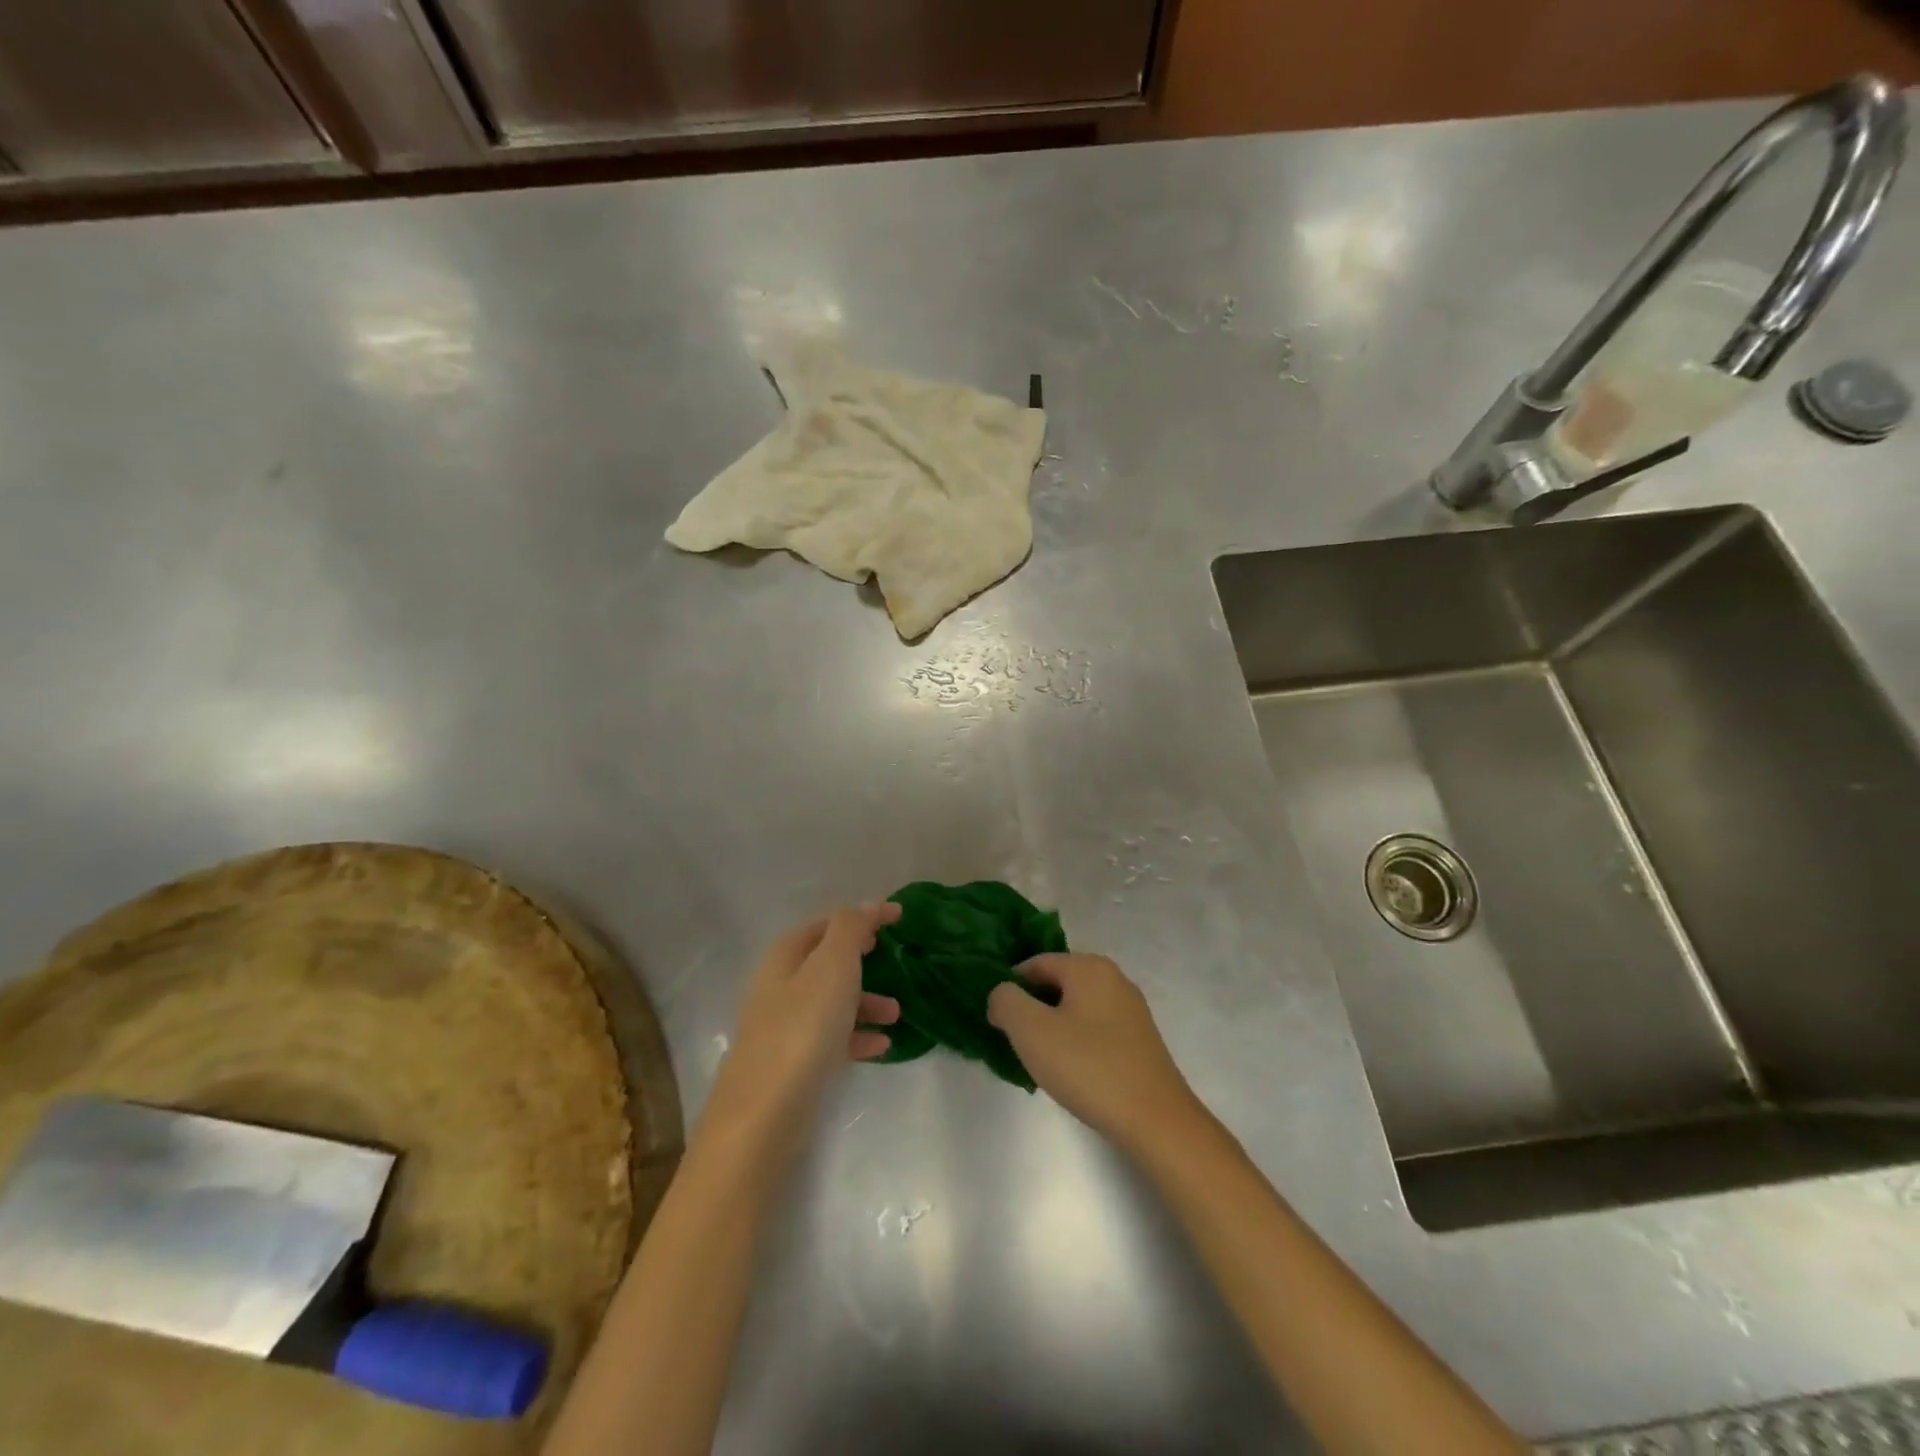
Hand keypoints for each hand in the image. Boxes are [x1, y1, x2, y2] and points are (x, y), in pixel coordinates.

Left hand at [704, 903, 901, 1149]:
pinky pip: (831, 1037)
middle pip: (827, 962)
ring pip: (831, 1001)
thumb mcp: (832, 966)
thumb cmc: (803, 1027)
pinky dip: (857, 1035)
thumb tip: (867, 905)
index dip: (862, 917)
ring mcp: (784, 1026)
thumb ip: (851, 929)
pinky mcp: (793, 1063)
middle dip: (863, 959)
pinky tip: (882, 1045)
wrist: (766, 1113)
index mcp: (785, 956)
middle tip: (894, 959)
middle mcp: (780, 986)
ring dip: (866, 1001)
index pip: (827, 924)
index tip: (900, 917)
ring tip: (897, 1013)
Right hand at [988, 953, 1208, 1154]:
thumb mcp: (1032, 1030)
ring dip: (1053, 1029)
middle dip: (1032, 1010)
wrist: (1156, 1120)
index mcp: (1089, 966)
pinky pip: (1095, 1029)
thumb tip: (1002, 995)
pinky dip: (1077, 1044)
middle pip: (1056, 984)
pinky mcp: (1139, 1039)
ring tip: (1042, 1063)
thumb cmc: (1089, 1067)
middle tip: (1018, 1044)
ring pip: (1075, 1008)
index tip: (998, 1023)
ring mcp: (1130, 1009)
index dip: (1010, 989)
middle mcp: (1113, 978)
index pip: (1035, 964)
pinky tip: (1073, 1073)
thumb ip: (1006, 1001)